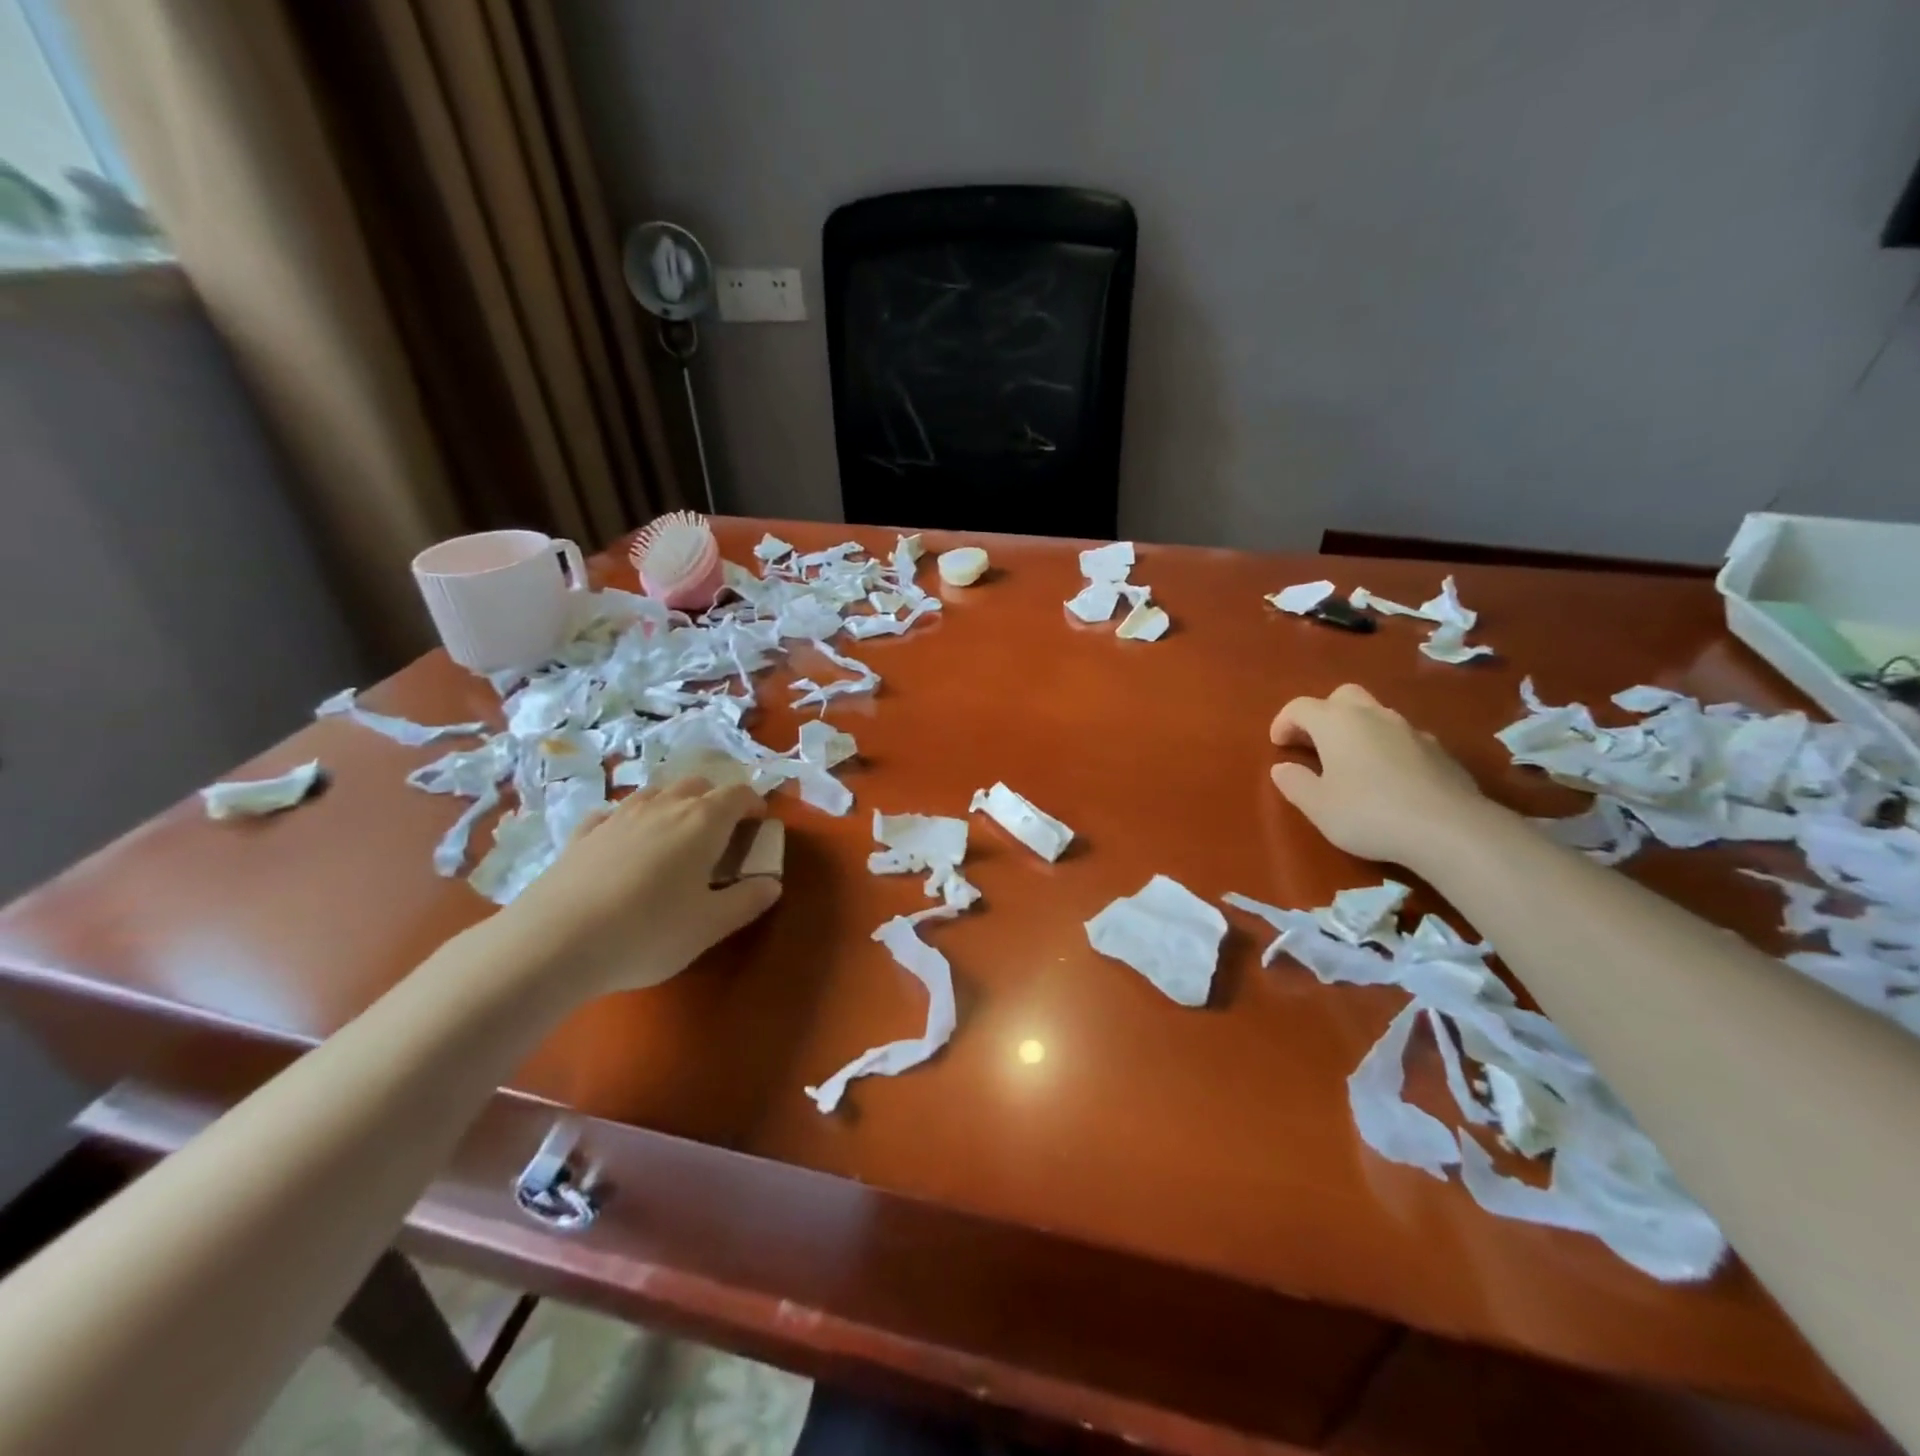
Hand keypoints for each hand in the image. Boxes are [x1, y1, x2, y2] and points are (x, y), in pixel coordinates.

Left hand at [484, 779, 780, 997]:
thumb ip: (747, 901)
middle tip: (721, 833)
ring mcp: (618, 817)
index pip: (738, 794)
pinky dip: (629, 820)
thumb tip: (771, 883)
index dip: (754, 804)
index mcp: (702, 822)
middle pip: (697, 785)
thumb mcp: (710, 926)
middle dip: (716, 800)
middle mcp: (663, 807)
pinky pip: (613, 813)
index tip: (759, 825)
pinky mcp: (582, 835)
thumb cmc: (648, 932)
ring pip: (655, 793)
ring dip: (674, 804)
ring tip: (676, 835)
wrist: (554, 942)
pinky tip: (624, 842)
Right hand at [1269, 684, 1488, 865]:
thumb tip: (1283, 767)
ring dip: (1356, 730)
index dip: (1284, 722)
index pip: (1300, 707)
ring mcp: (1410, 730)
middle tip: (1314, 743)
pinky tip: (1387, 778)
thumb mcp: (1317, 806)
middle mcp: (1373, 715)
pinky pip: (1402, 738)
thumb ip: (1295, 782)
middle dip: (1323, 714)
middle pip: (1342, 697)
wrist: (1449, 829)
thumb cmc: (1368, 813)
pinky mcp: (1439, 750)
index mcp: (1337, 722)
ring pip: (1376, 715)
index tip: (1278, 745)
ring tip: (1350, 762)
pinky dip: (1386, 747)